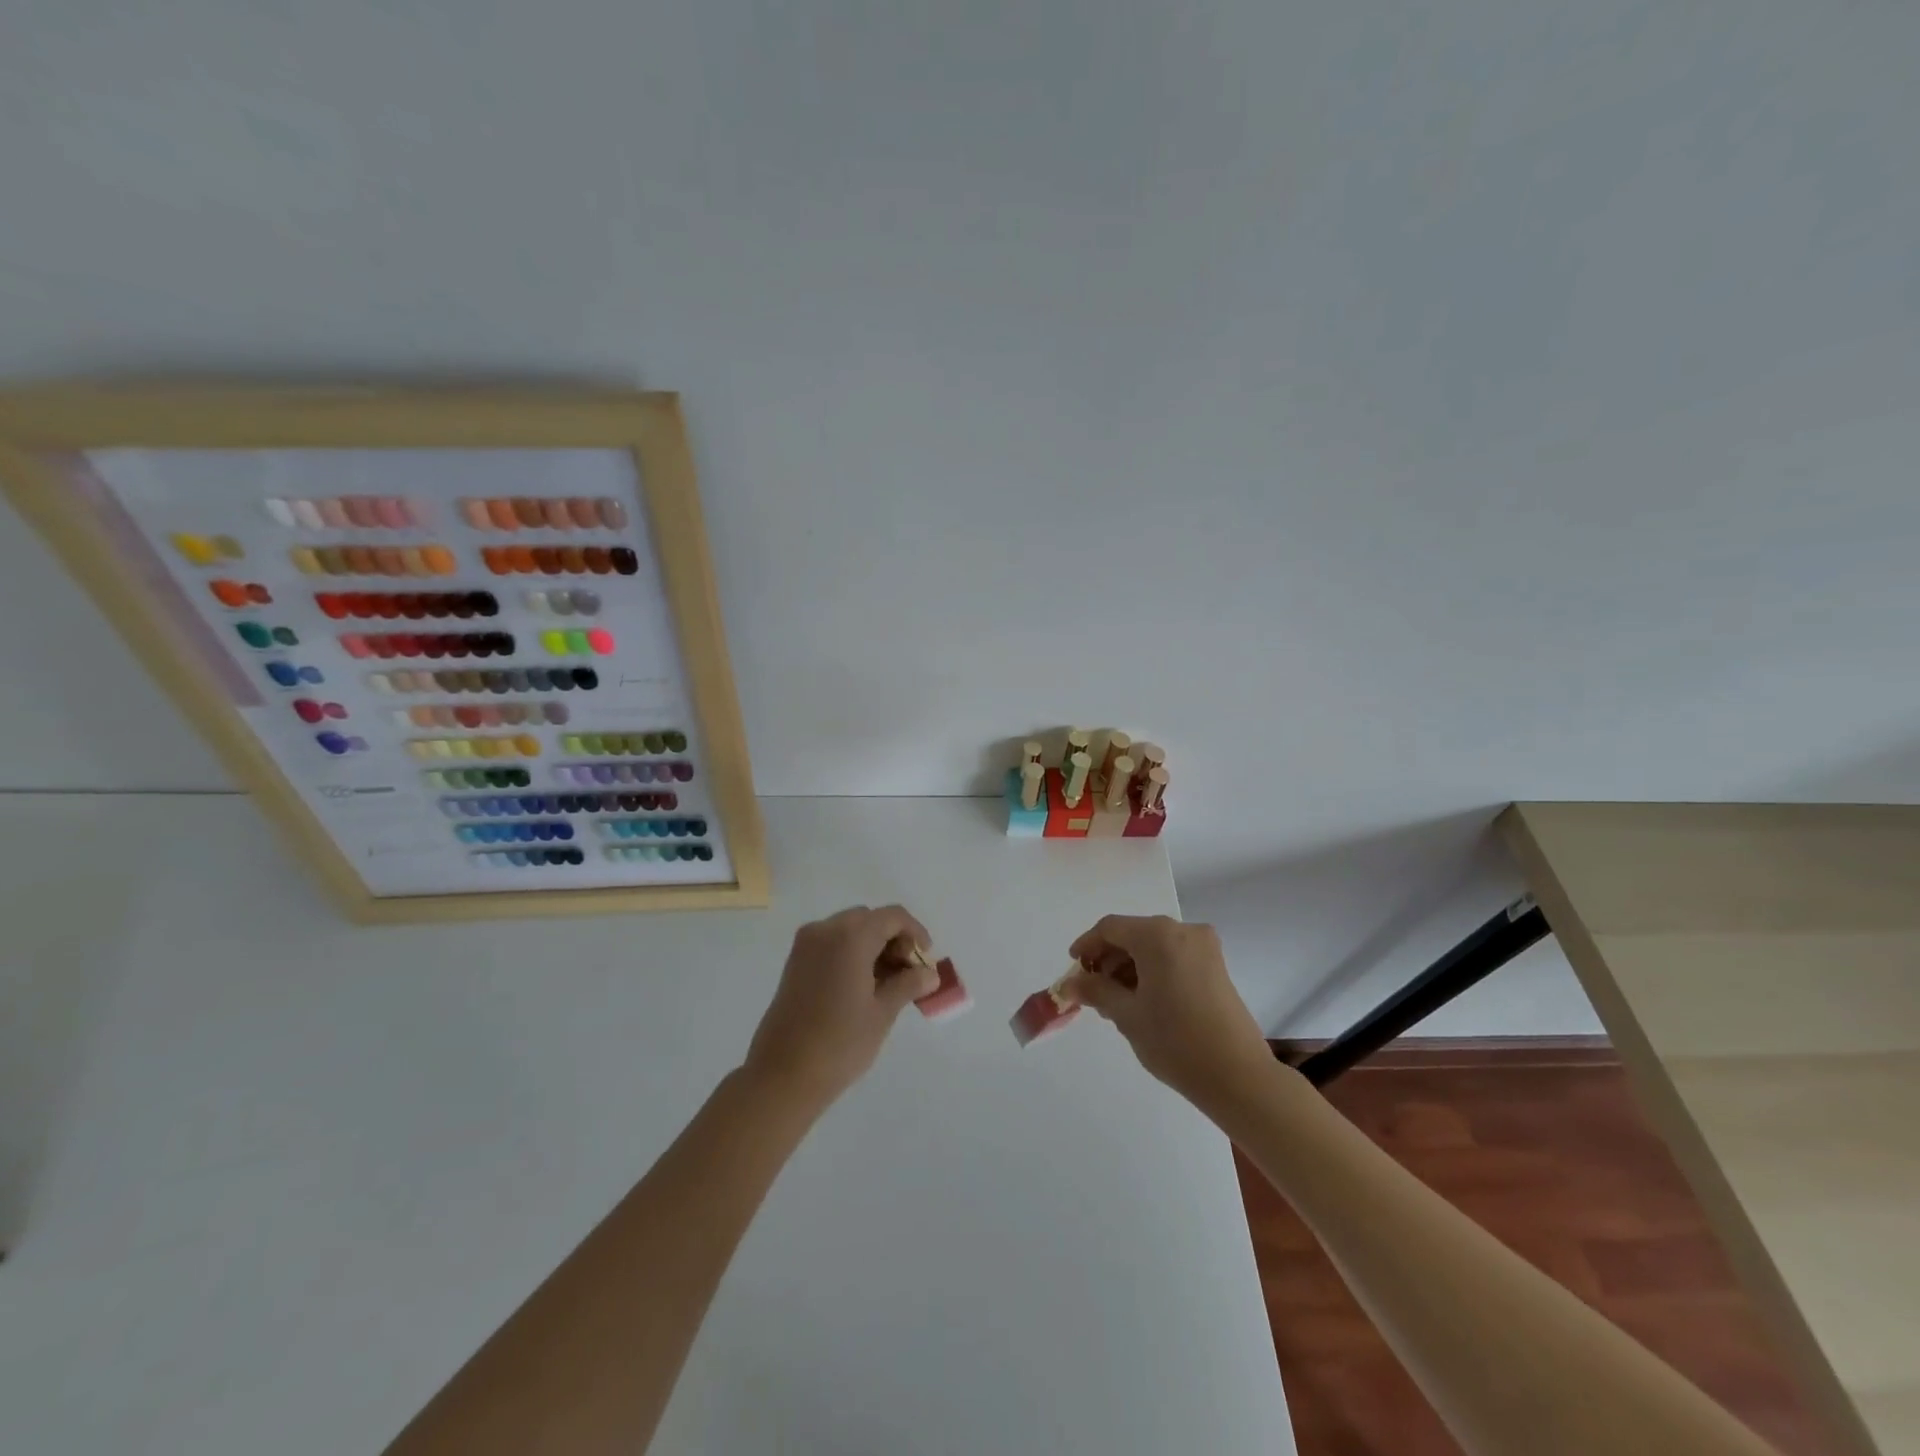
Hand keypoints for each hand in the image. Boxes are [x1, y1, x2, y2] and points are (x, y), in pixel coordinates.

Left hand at [743, 905, 940, 1108]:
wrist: (782, 1076)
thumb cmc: (839, 1043)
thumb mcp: (882, 1013)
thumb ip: (908, 984)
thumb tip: (930, 973)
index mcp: (850, 936)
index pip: (893, 917)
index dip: (915, 933)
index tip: (926, 961)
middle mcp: (825, 930)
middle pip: (870, 919)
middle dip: (894, 940)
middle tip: (908, 973)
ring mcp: (806, 945)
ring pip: (850, 930)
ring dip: (873, 946)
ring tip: (888, 984)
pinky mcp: (795, 962)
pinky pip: (831, 943)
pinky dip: (852, 953)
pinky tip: (863, 985)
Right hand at [1063, 915, 1272, 1109]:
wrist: (1238, 1076)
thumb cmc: (1175, 1041)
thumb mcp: (1126, 1015)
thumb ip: (1095, 991)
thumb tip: (1070, 983)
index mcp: (1158, 935)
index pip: (1111, 928)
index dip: (1087, 945)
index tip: (1073, 968)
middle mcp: (1183, 931)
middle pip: (1134, 934)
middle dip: (1109, 958)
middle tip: (1092, 990)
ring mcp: (1204, 948)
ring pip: (1154, 946)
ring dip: (1130, 966)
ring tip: (1115, 1000)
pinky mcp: (1216, 967)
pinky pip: (1173, 957)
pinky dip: (1153, 970)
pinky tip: (1142, 999)